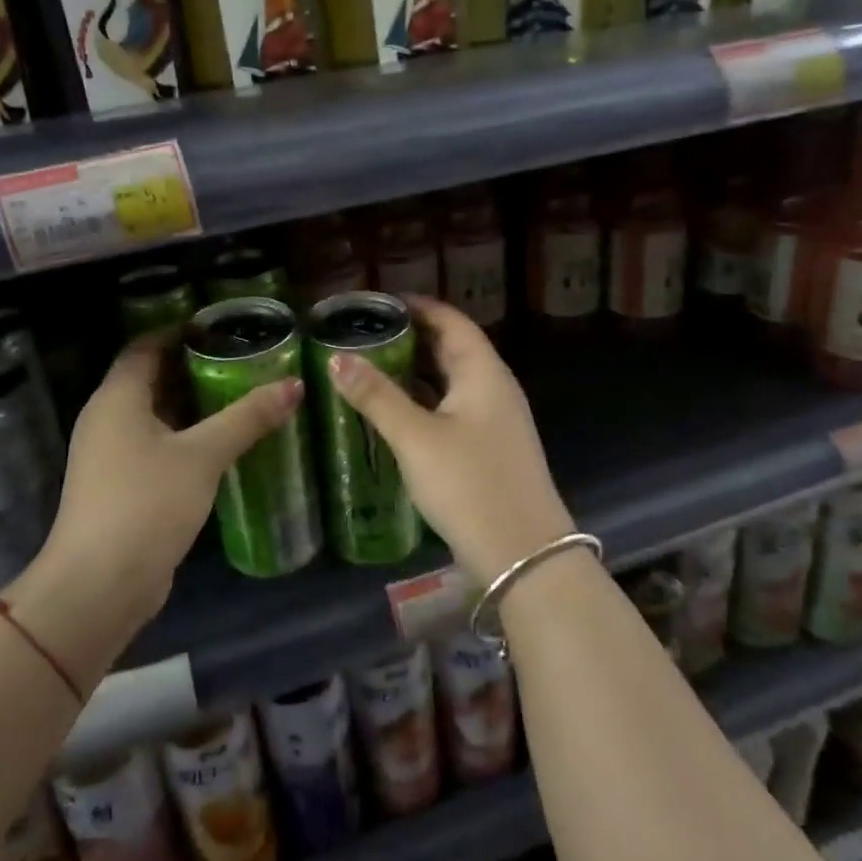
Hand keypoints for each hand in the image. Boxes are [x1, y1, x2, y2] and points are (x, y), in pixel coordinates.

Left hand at [38, 331, 302, 624]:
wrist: (100, 585)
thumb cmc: (146, 503)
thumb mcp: (203, 455)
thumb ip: (247, 417)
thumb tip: (295, 384)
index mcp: (117, 398)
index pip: (145, 346)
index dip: (178, 331)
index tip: (221, 326)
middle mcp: (107, 419)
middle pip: (151, 378)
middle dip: (194, 367)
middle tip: (243, 358)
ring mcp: (111, 456)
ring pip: (156, 415)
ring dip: (194, 405)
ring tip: (242, 394)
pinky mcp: (123, 487)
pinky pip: (157, 446)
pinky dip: (187, 437)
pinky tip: (223, 443)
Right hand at [328, 297, 576, 585]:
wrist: (524, 557)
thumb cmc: (470, 485)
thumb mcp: (416, 438)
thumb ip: (377, 397)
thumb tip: (337, 358)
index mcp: (483, 373)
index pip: (451, 321)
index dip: (417, 306)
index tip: (377, 303)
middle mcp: (494, 388)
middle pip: (451, 349)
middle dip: (411, 338)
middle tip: (364, 334)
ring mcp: (494, 421)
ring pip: (450, 382)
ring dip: (415, 372)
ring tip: (370, 366)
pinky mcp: (488, 449)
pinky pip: (451, 409)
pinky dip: (423, 402)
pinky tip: (393, 412)